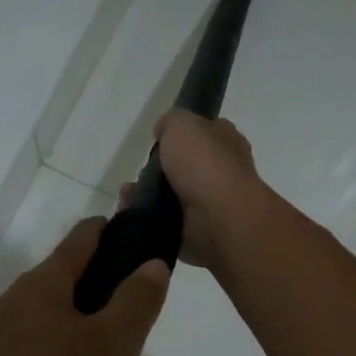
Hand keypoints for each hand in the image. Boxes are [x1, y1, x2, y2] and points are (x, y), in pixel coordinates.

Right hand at [119, 111, 267, 269]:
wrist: (218, 219)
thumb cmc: (204, 165)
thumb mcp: (182, 125)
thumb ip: (170, 122)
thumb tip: (163, 131)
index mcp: (226, 142)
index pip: (205, 133)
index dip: (183, 135)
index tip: (160, 142)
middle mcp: (222, 173)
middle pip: (185, 168)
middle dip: (158, 172)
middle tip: (140, 174)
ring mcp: (211, 206)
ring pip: (172, 198)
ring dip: (147, 197)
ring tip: (129, 197)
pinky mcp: (198, 233)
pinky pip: (167, 224)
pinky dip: (149, 221)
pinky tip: (134, 216)